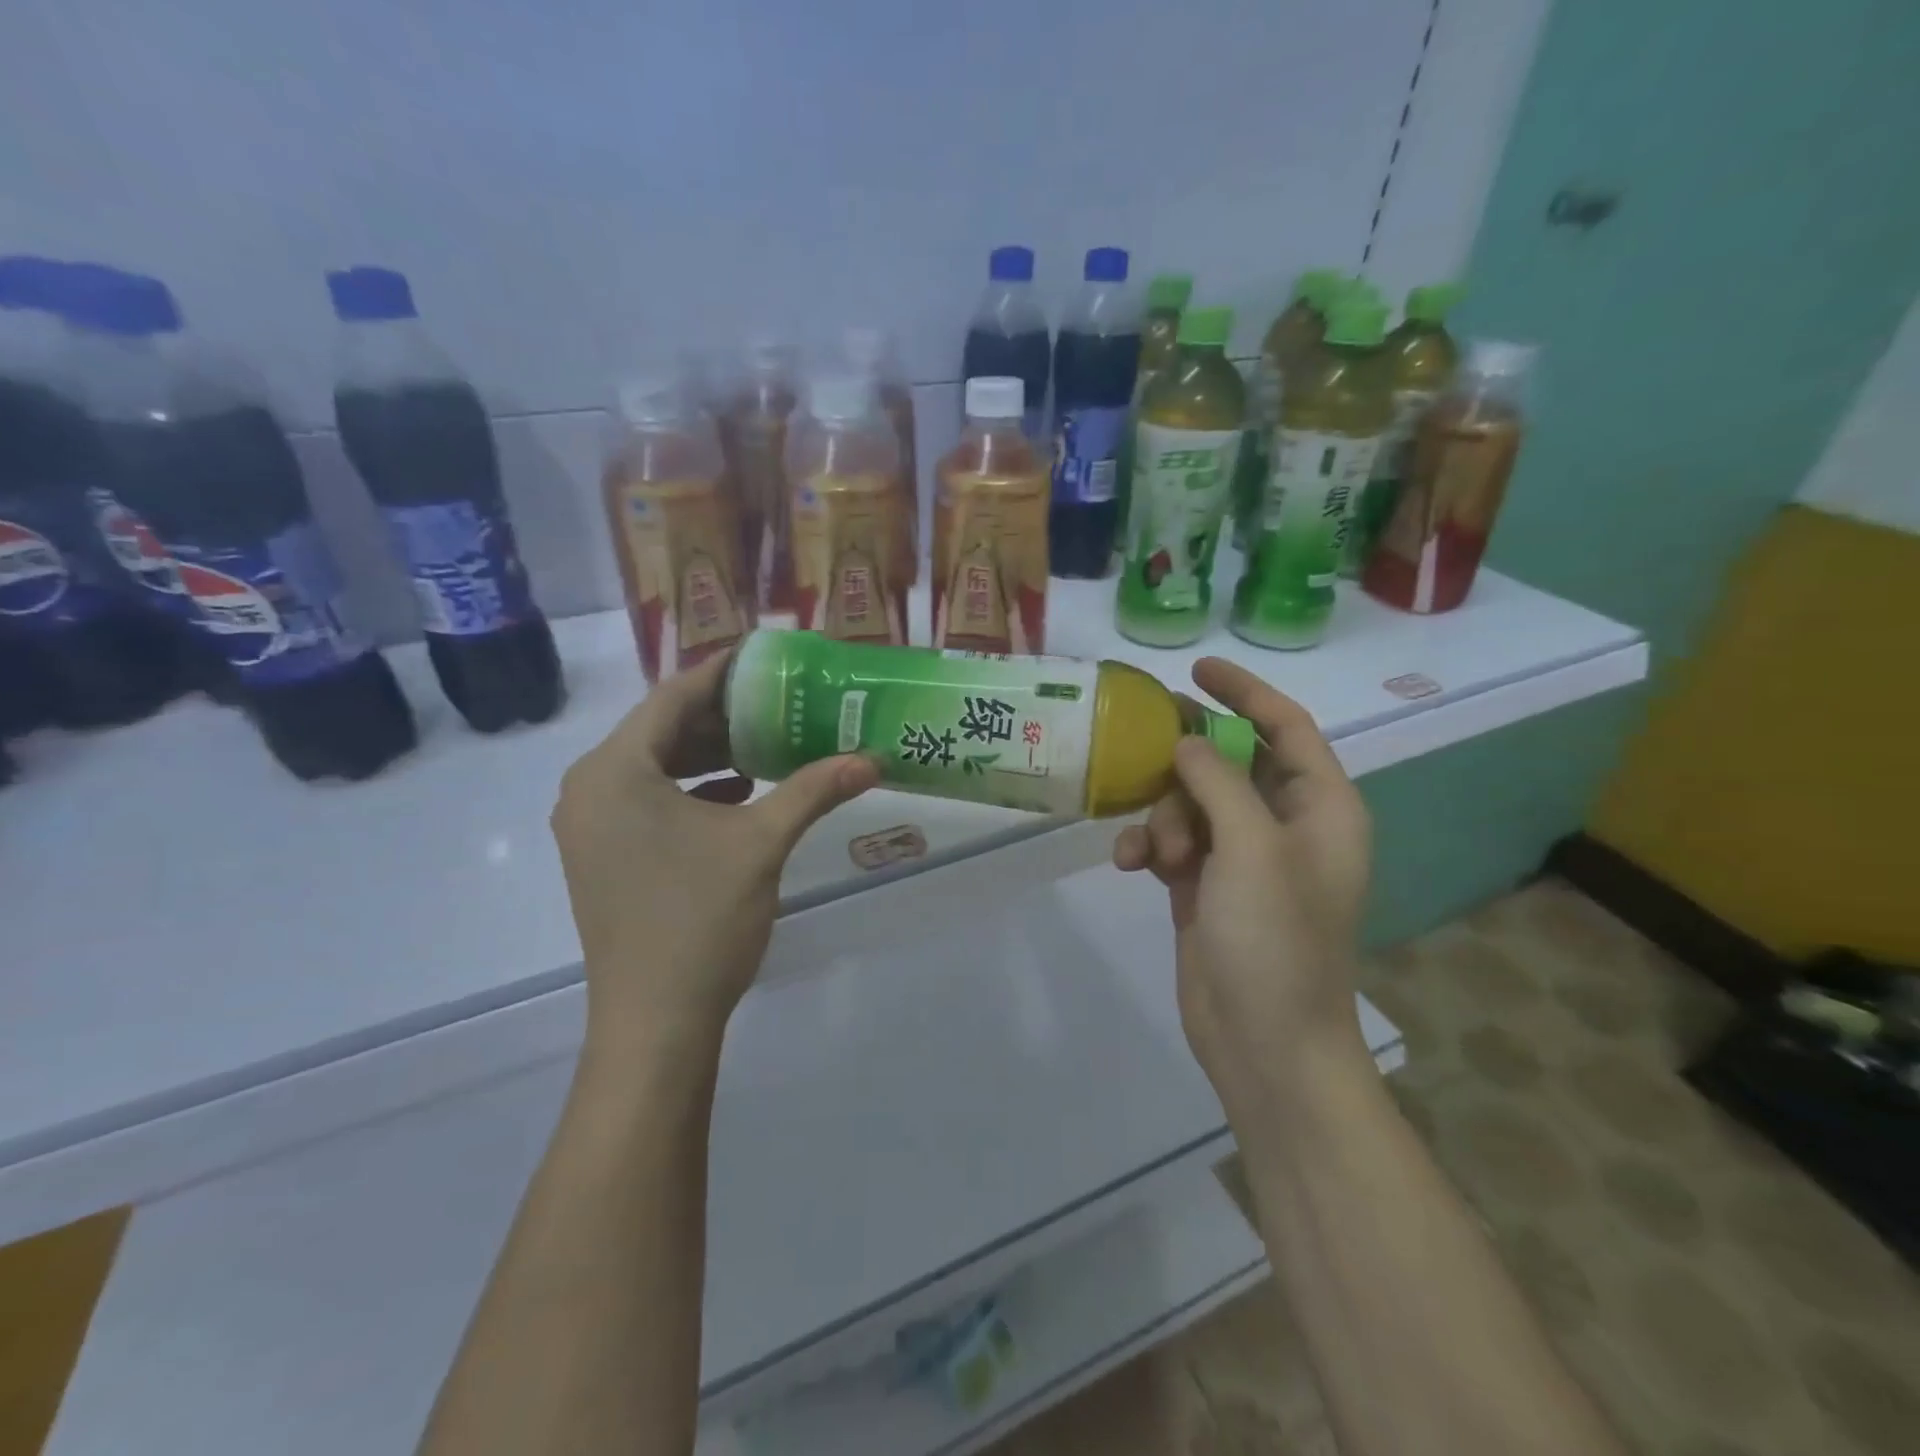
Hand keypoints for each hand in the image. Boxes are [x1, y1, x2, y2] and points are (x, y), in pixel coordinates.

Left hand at [551, 652, 878, 1061]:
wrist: (655, 1020)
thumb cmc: (701, 919)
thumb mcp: (762, 844)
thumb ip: (814, 790)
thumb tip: (872, 759)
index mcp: (614, 770)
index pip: (673, 697)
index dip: (723, 673)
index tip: (767, 658)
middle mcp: (589, 788)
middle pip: (660, 730)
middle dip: (721, 716)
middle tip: (778, 701)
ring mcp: (590, 826)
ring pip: (654, 767)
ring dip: (708, 754)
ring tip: (767, 743)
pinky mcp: (602, 855)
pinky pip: (648, 800)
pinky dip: (692, 790)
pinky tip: (739, 794)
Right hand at [1113, 659, 1371, 1109]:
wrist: (1265, 1044)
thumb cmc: (1276, 940)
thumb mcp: (1251, 849)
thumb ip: (1218, 782)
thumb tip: (1185, 743)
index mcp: (1321, 808)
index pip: (1286, 726)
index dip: (1244, 692)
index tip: (1196, 670)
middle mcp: (1285, 825)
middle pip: (1229, 763)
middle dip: (1186, 769)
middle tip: (1146, 760)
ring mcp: (1243, 858)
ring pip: (1191, 803)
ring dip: (1163, 817)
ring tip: (1155, 854)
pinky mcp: (1205, 886)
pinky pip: (1172, 842)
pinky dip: (1150, 846)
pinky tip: (1129, 866)